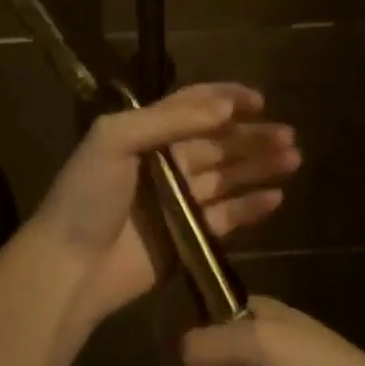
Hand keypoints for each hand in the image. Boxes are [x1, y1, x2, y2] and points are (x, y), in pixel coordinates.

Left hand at [29, 83, 300, 327]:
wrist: (71, 266)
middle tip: (289, 135)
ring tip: (293, 159)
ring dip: (259, 166)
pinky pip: (227, 217)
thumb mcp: (114, 139)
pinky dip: (251, 207)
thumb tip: (224, 108)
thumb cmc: (88, 195)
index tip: (260, 100)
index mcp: (145, 134)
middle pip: (218, 143)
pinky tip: (276, 197)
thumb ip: (168, 120)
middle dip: (252, 136)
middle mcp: (165, 163)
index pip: (192, 107)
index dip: (226, 100)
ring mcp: (178, 202)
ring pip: (228, 177)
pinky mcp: (188, 237)